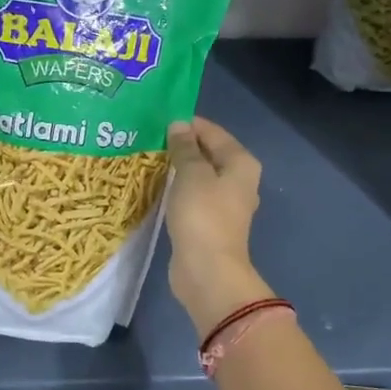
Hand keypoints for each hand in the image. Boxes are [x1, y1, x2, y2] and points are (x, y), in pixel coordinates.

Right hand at [165, 117, 273, 333]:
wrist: (207, 270)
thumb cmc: (202, 215)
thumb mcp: (191, 174)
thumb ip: (184, 147)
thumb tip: (178, 125)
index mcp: (241, 163)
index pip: (213, 132)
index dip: (188, 123)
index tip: (158, 119)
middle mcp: (239, 180)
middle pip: (209, 153)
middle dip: (182, 145)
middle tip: (150, 137)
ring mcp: (225, 204)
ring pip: (200, 176)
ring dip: (179, 167)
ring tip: (150, 157)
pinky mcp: (209, 222)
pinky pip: (193, 195)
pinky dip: (178, 188)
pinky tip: (158, 185)